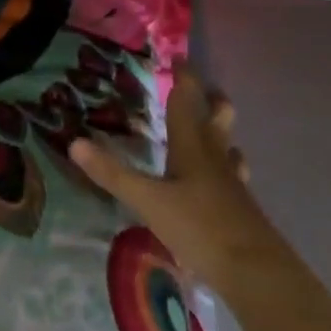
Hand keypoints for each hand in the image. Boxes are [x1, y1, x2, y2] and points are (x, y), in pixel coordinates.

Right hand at [70, 68, 288, 296]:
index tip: (178, 57)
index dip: (183, 78)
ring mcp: (233, 184)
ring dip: (222, 134)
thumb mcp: (147, 201)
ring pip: (229, 148)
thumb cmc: (199, 227)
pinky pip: (234, 177)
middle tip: (204, 89)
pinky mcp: (243, 210)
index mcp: (192, 147)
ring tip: (212, 133)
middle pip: (218, 118)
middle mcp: (215, 158)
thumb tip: (74, 143)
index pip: (185, 102)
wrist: (256, 272)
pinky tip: (220, 184)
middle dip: (212, 100)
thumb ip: (112, 174)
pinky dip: (226, 170)